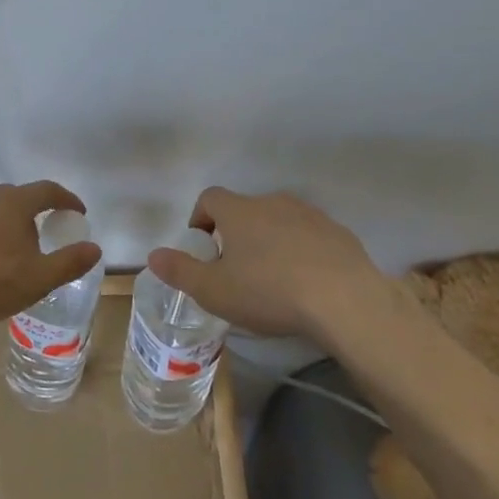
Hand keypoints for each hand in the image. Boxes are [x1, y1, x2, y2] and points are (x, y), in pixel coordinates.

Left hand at [0, 181, 102, 328]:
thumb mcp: (37, 279)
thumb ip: (69, 262)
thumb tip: (95, 248)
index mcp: (13, 202)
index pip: (48, 191)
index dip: (66, 200)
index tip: (77, 213)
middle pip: (15, 198)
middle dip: (30, 215)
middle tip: (37, 240)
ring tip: (1, 253)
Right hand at [145, 187, 382, 340]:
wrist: (344, 300)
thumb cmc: (269, 292)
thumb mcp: (214, 291)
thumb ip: (180, 271)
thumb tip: (153, 255)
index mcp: (239, 211)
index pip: (210, 198)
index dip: (200, 218)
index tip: (203, 247)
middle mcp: (272, 202)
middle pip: (245, 209)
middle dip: (236, 233)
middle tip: (236, 270)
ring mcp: (309, 214)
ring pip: (279, 220)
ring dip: (270, 240)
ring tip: (272, 278)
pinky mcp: (338, 232)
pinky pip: (310, 235)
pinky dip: (301, 250)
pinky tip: (306, 282)